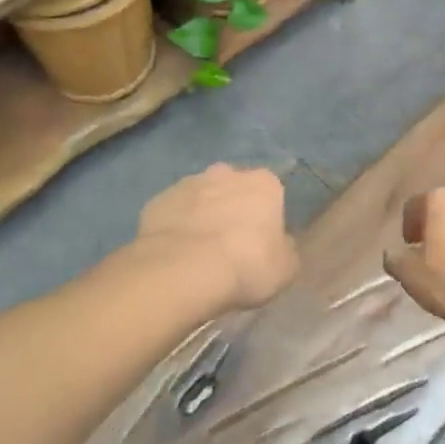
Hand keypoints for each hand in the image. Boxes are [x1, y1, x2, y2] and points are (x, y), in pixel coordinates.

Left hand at [134, 164, 297, 310]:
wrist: (184, 270)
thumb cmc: (246, 265)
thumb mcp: (285, 268)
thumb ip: (286, 250)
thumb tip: (281, 245)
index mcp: (264, 183)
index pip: (270, 193)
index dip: (265, 218)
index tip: (260, 243)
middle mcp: (227, 173)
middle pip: (233, 188)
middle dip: (232, 208)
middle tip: (229, 245)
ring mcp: (189, 183)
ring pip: (201, 197)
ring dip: (202, 215)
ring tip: (198, 253)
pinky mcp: (158, 200)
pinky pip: (172, 213)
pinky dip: (175, 227)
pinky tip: (174, 254)